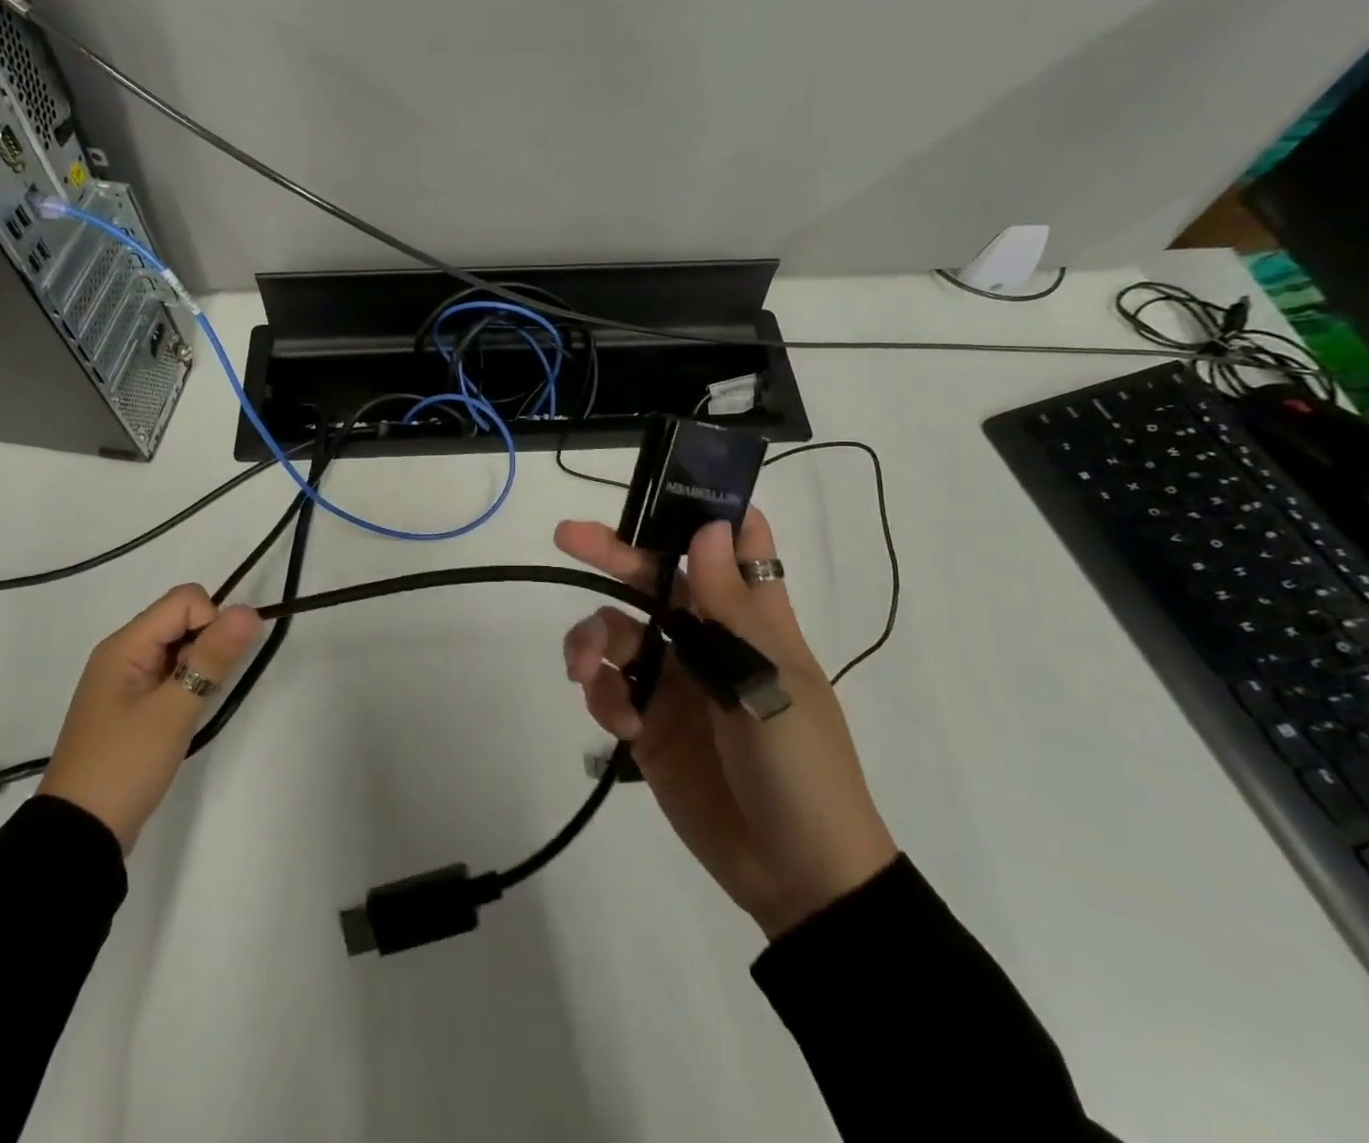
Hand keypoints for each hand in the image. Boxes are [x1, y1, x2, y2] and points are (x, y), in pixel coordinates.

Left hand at [39, 585, 261, 850]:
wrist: (80, 832)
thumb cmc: (125, 765)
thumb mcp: (174, 710)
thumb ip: (213, 657)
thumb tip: (250, 611)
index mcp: (125, 645)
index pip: (185, 600)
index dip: (212, 622)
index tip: (212, 667)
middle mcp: (123, 652)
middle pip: (183, 619)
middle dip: (207, 644)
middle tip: (201, 691)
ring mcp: (126, 679)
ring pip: (180, 646)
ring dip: (199, 666)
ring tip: (192, 707)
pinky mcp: (133, 703)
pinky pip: (171, 672)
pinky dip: (188, 684)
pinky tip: (185, 715)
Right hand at [556, 511, 897, 938]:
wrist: (798, 878)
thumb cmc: (802, 769)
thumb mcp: (772, 684)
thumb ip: (732, 608)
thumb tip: (710, 525)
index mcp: (751, 618)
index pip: (736, 545)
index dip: (705, 512)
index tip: (663, 491)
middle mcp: (708, 638)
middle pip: (655, 578)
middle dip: (613, 555)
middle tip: (567, 536)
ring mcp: (675, 681)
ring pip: (618, 630)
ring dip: (593, 639)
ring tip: (584, 670)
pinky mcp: (647, 724)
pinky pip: (608, 689)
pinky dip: (603, 696)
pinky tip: (622, 726)